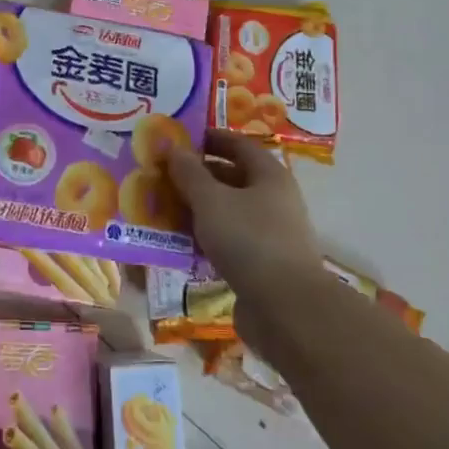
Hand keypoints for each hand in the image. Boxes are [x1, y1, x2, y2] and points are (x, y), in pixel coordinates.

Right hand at [166, 131, 321, 346]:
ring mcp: (270, 234)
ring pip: (228, 212)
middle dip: (197, 176)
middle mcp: (274, 200)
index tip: (178, 140)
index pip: (238, 145)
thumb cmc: (249, 240)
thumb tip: (174, 148)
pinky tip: (180, 244)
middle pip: (232, 178)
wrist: (286, 309)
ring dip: (198, 209)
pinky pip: (228, 241)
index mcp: (269, 176)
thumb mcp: (211, 201)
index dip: (209, 139)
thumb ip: (189, 173)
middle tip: (162, 177)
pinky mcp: (261, 264)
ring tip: (163, 209)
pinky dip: (205, 238)